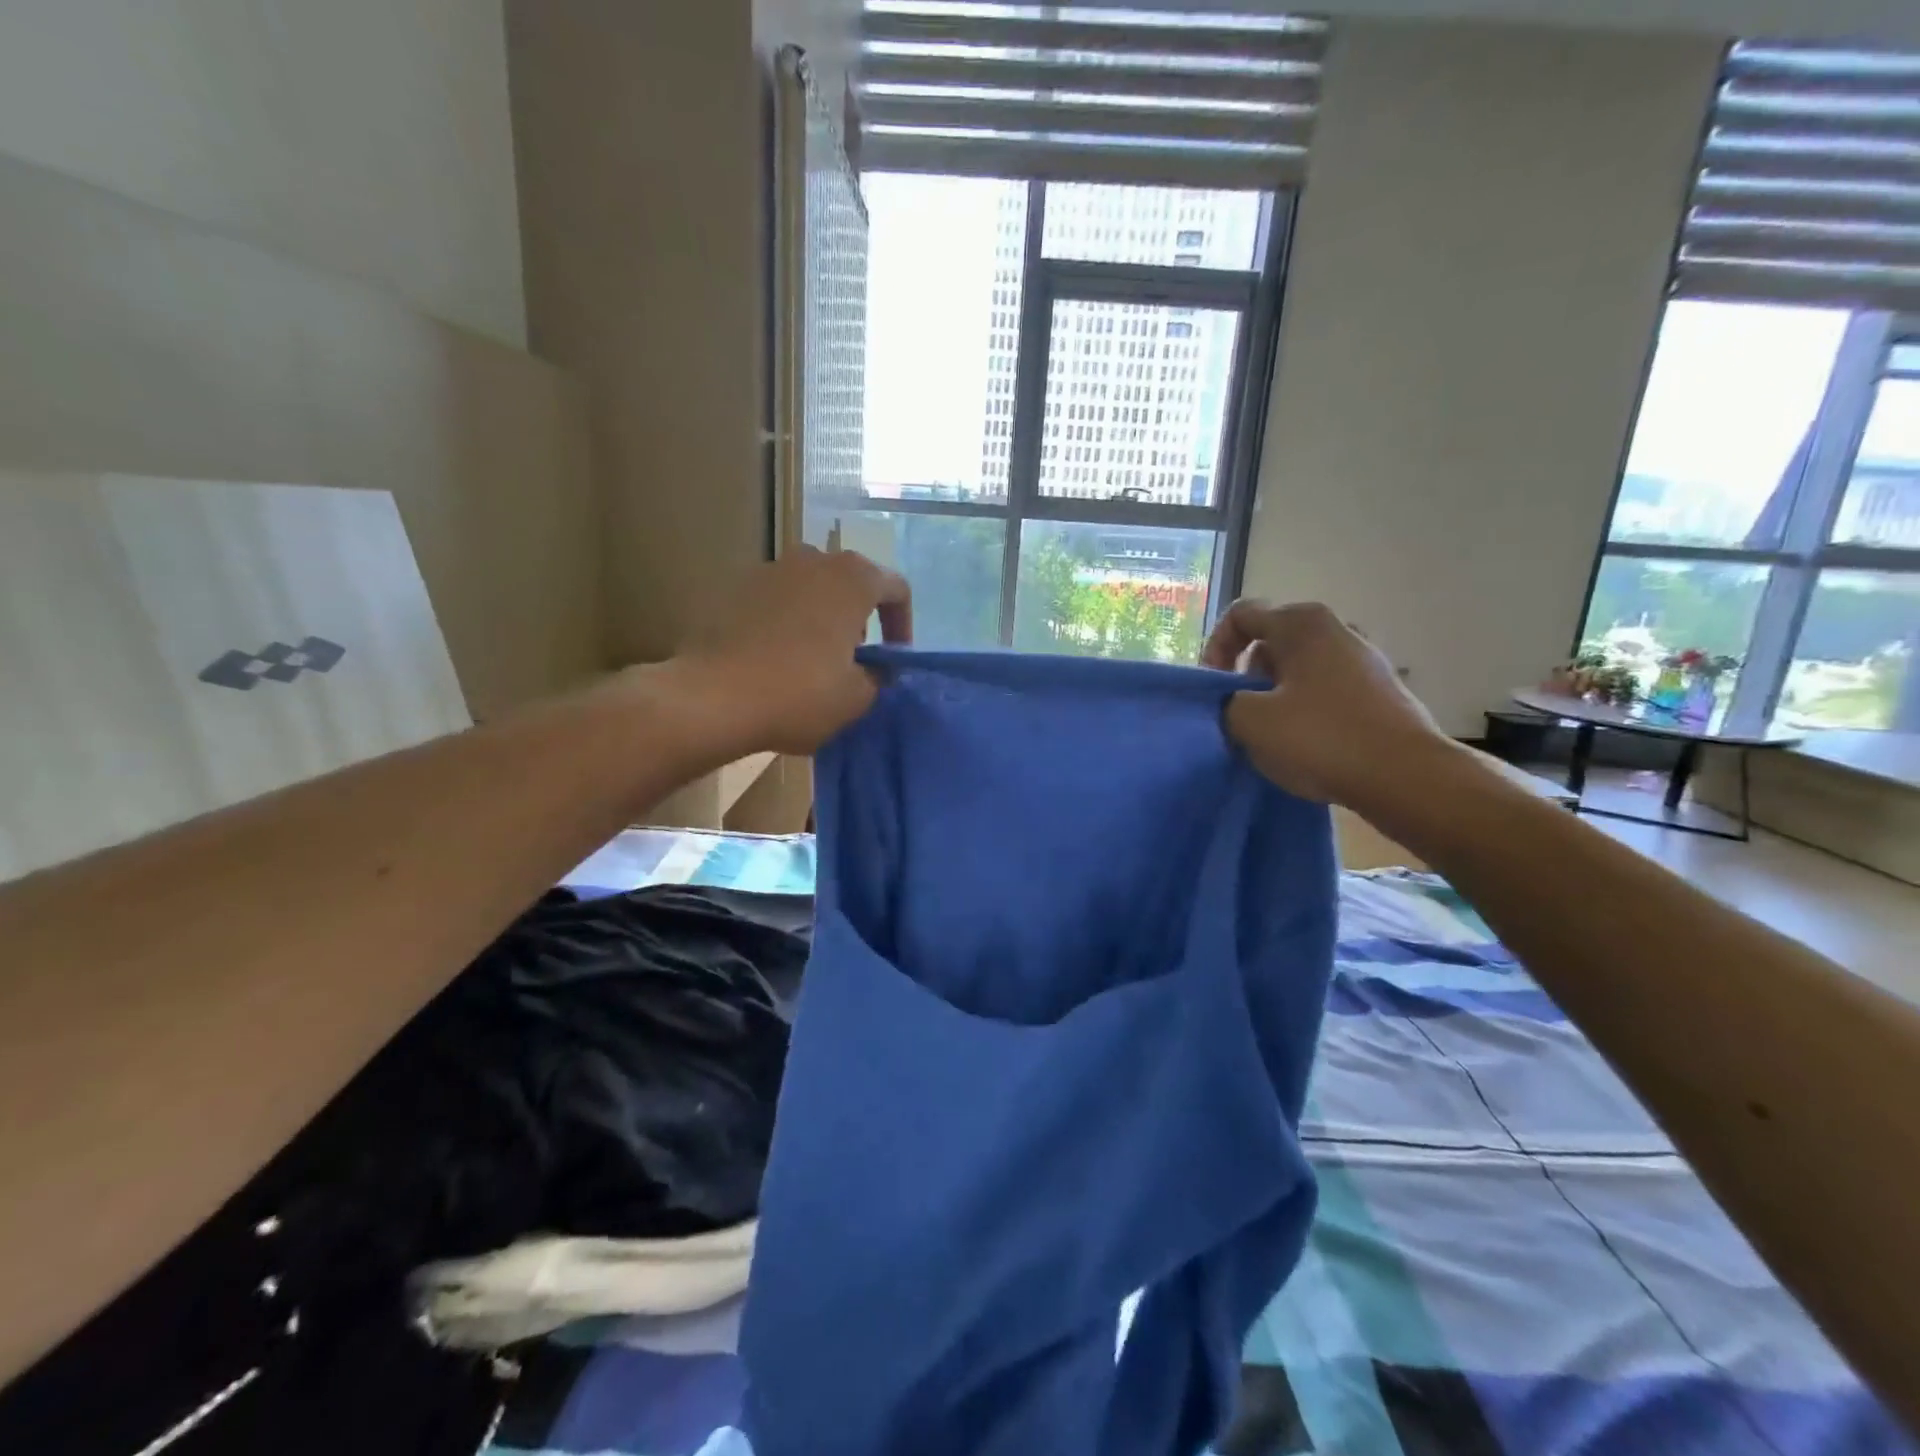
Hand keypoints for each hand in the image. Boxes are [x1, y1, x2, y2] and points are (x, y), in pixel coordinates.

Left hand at [680, 547, 911, 755]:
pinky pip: (778, 599)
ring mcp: (771, 569)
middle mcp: (813, 560)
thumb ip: (879, 676)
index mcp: (853, 579)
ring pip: (812, 587)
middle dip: (861, 616)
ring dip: (823, 615)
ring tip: (816, 657)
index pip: (896, 588)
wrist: (713, 696)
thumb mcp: (856, 697)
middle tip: (857, 657)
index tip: (894, 658)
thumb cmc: (799, 693)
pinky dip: (788, 621)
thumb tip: (876, 669)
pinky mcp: (735, 587)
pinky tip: (779, 657)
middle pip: (852, 581)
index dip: (903, 624)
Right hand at [1202, 600, 1448, 805]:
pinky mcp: (1378, 691)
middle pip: (1270, 643)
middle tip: (1239, 716)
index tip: (1214, 688)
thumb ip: (1226, 702)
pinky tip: (1305, 746)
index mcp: (1301, 623)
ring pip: (1297, 670)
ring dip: (1274, 698)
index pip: (1240, 615)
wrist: (1406, 776)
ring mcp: (1362, 660)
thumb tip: (1235, 702)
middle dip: (1245, 677)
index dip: (1215, 648)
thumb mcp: (1249, 721)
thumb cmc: (1321, 738)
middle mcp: (1334, 630)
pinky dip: (1304, 711)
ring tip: (1270, 736)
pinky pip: (1324, 691)